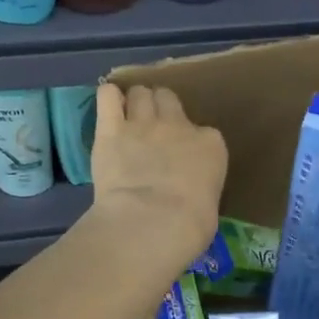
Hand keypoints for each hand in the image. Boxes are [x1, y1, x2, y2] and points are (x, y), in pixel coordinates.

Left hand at [87, 83, 226, 275]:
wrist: (154, 222)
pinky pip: (108, 96)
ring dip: (135, 102)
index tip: (181, 156)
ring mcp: (143, 124)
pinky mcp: (111, 129)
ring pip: (139, 93)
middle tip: (151, 127)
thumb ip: (198, 186)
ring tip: (128, 118)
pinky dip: (108, 98)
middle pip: (168, 98)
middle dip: (160, 107)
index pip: (203, 131)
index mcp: (210, 144)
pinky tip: (108, 108)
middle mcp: (178, 125)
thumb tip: (187, 194)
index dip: (189, 140)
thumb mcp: (209, 204)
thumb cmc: (190, 226)